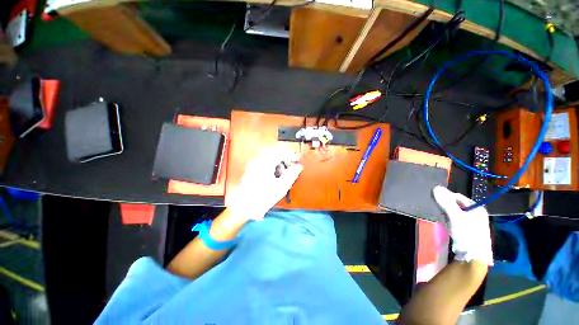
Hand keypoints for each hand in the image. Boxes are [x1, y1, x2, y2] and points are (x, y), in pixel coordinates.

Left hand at [227, 147, 302, 220]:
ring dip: (279, 163)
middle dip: (285, 159)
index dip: (291, 155)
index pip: (281, 152)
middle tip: (291, 168)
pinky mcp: (251, 170)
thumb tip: (299, 166)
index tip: (297, 160)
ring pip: (270, 158)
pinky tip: (274, 177)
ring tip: (283, 174)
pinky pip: (265, 163)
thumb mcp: (281, 186)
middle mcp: (258, 161)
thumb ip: (292, 174)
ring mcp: (253, 165)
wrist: (245, 207)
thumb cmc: (263, 198)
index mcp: (265, 163)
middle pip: (275, 154)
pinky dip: (272, 167)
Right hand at [433, 186, 492, 264]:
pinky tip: (446, 226)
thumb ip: (446, 202)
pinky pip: (454, 221)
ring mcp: (471, 222)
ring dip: (446, 215)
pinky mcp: (467, 230)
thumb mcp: (456, 216)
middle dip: (445, 208)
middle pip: (455, 205)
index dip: (446, 198)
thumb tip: (436, 187)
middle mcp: (475, 213)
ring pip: (453, 213)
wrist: (473, 257)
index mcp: (476, 207)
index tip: (437, 203)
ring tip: (443, 221)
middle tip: (440, 213)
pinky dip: (448, 222)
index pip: (457, 197)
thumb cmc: (467, 233)